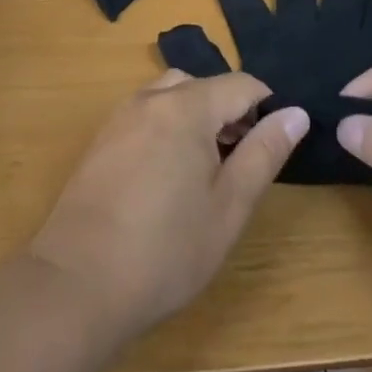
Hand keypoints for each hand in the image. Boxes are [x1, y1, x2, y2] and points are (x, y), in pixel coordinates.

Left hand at [29, 70, 308, 337]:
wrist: (75, 286)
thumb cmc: (165, 251)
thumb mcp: (229, 207)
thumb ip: (264, 153)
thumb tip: (296, 113)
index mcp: (188, 107)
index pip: (242, 84)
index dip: (267, 109)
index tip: (273, 147)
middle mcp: (152, 98)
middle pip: (205, 85)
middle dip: (230, 112)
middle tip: (239, 163)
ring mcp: (121, 116)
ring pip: (172, 96)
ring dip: (197, 118)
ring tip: (204, 170)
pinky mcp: (101, 140)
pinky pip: (146, 114)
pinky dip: (167, 128)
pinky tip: (166, 179)